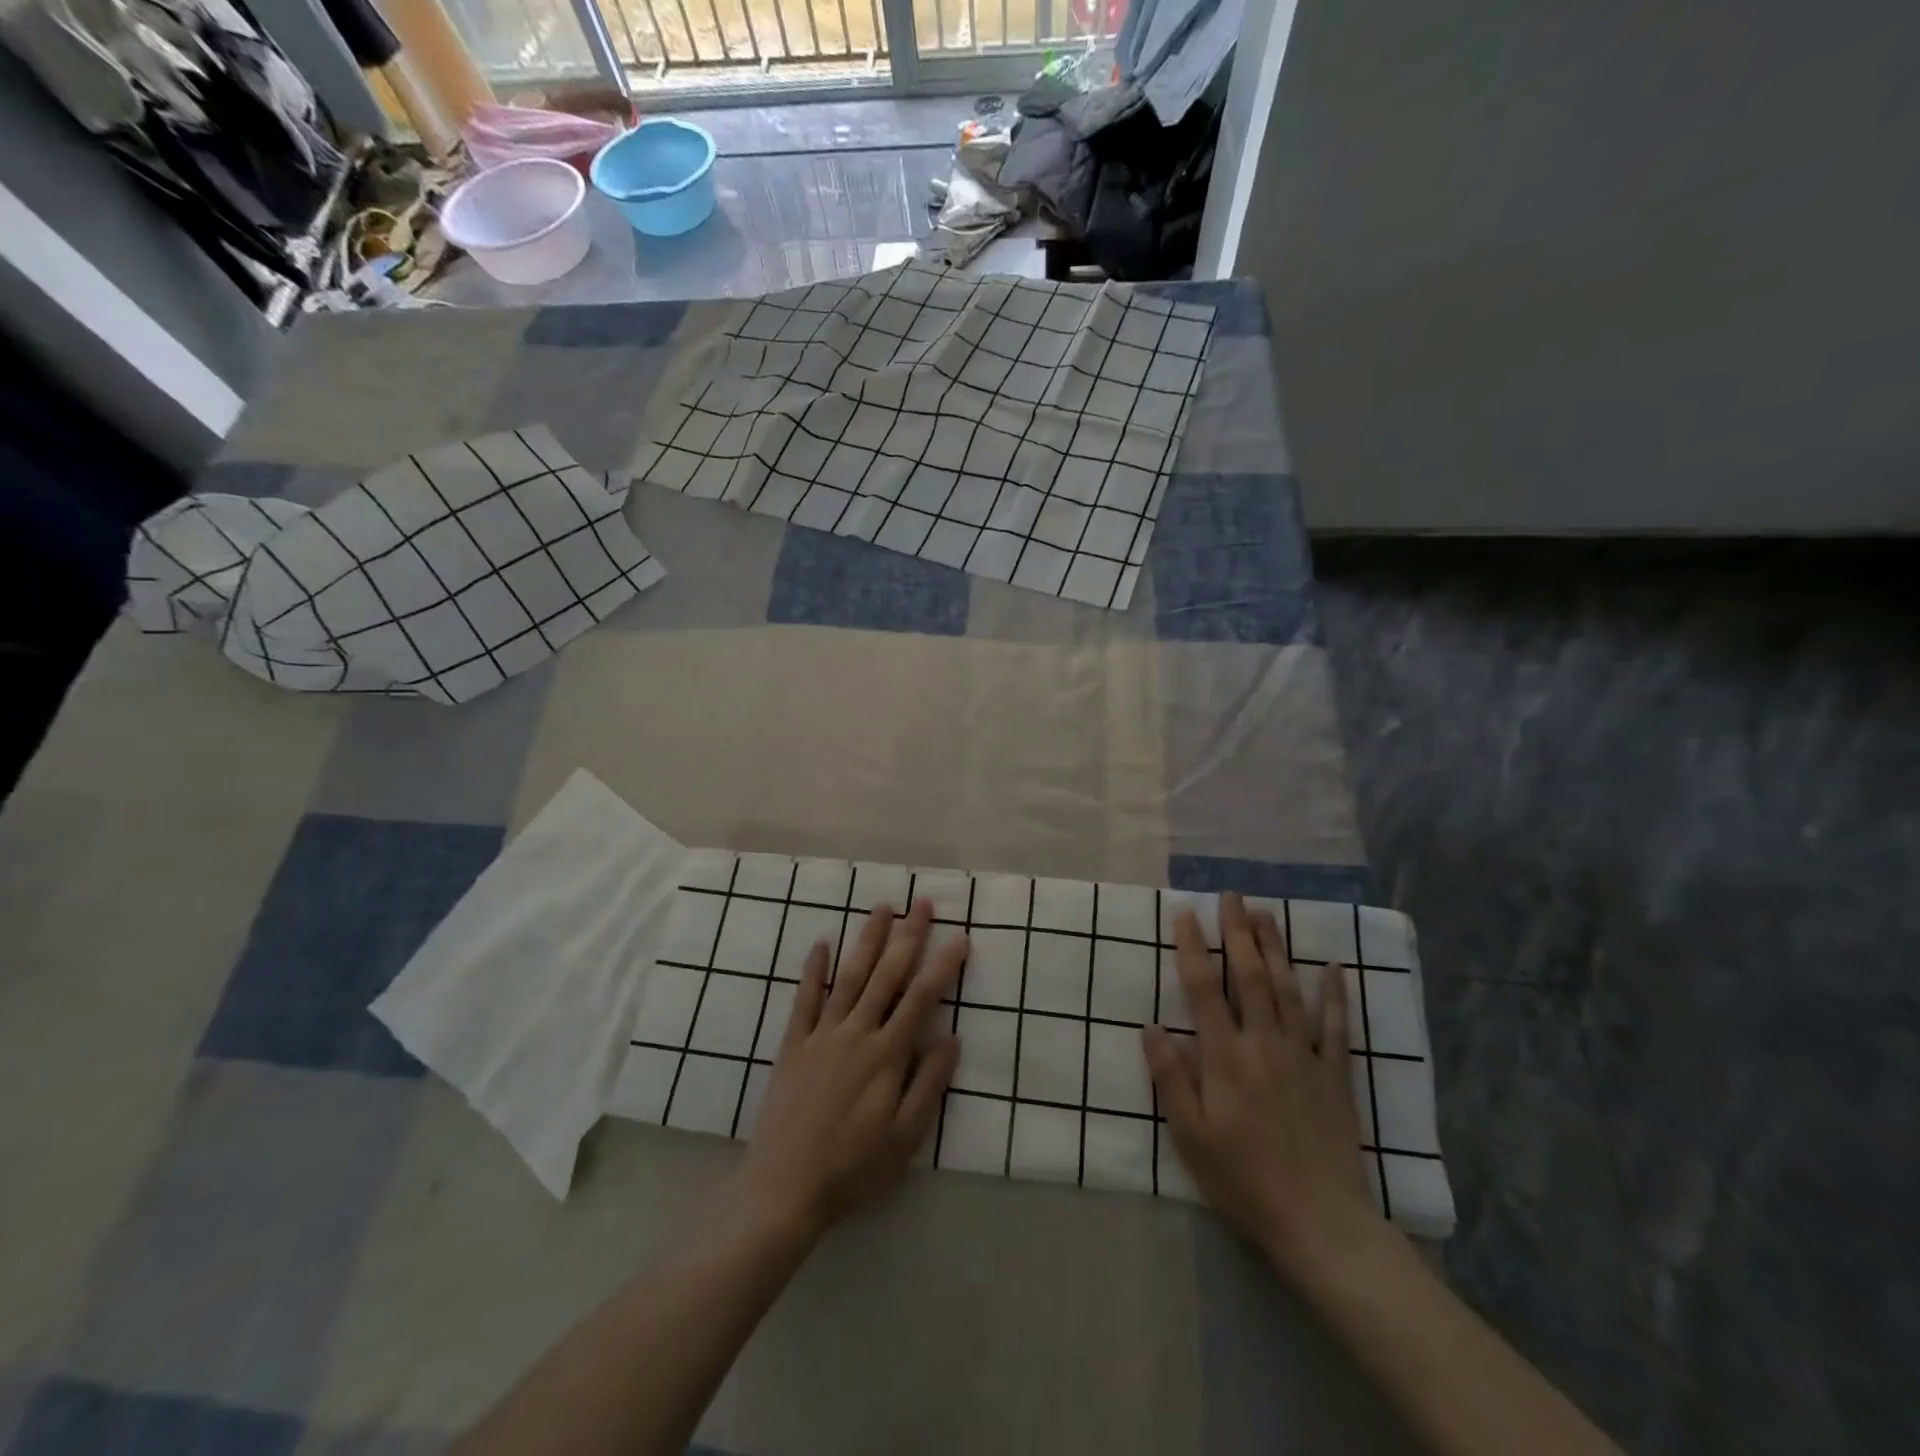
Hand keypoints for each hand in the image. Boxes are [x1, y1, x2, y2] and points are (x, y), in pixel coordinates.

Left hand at [734, 899, 964, 1241]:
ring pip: (850, 976)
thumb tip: (951, 1036)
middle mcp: (857, 1033)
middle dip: (908, 937)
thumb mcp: (906, 1137)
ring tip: (882, 908)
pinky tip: (821, 943)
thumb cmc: (854, 1167)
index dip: (942, 966)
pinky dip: (814, 969)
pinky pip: (805, 999)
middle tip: (922, 904)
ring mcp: (822, 1035)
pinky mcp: (794, 1044)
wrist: (785, 1188)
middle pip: (887, 975)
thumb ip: (929, 1083)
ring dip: (867, 940)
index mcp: (887, 1055)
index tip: (960, 937)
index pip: (921, 998)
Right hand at [1143, 892, 1385, 1283]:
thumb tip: (1152, 1026)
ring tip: (1267, 913)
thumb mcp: (1190, 1135)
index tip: (1186, 914)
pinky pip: (1337, 1025)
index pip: (1204, 989)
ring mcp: (1304, 1055)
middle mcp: (1264, 1043)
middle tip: (1232, 896)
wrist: (1320, 1222)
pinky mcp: (1335, 1074)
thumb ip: (1171, 1077)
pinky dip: (1335, 993)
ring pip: (1288, 989)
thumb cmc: (1243, 1179)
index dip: (1193, 948)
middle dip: (1238, 932)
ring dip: (1276, 948)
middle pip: (1250, 976)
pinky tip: (1333, 965)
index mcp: (1225, 1057)